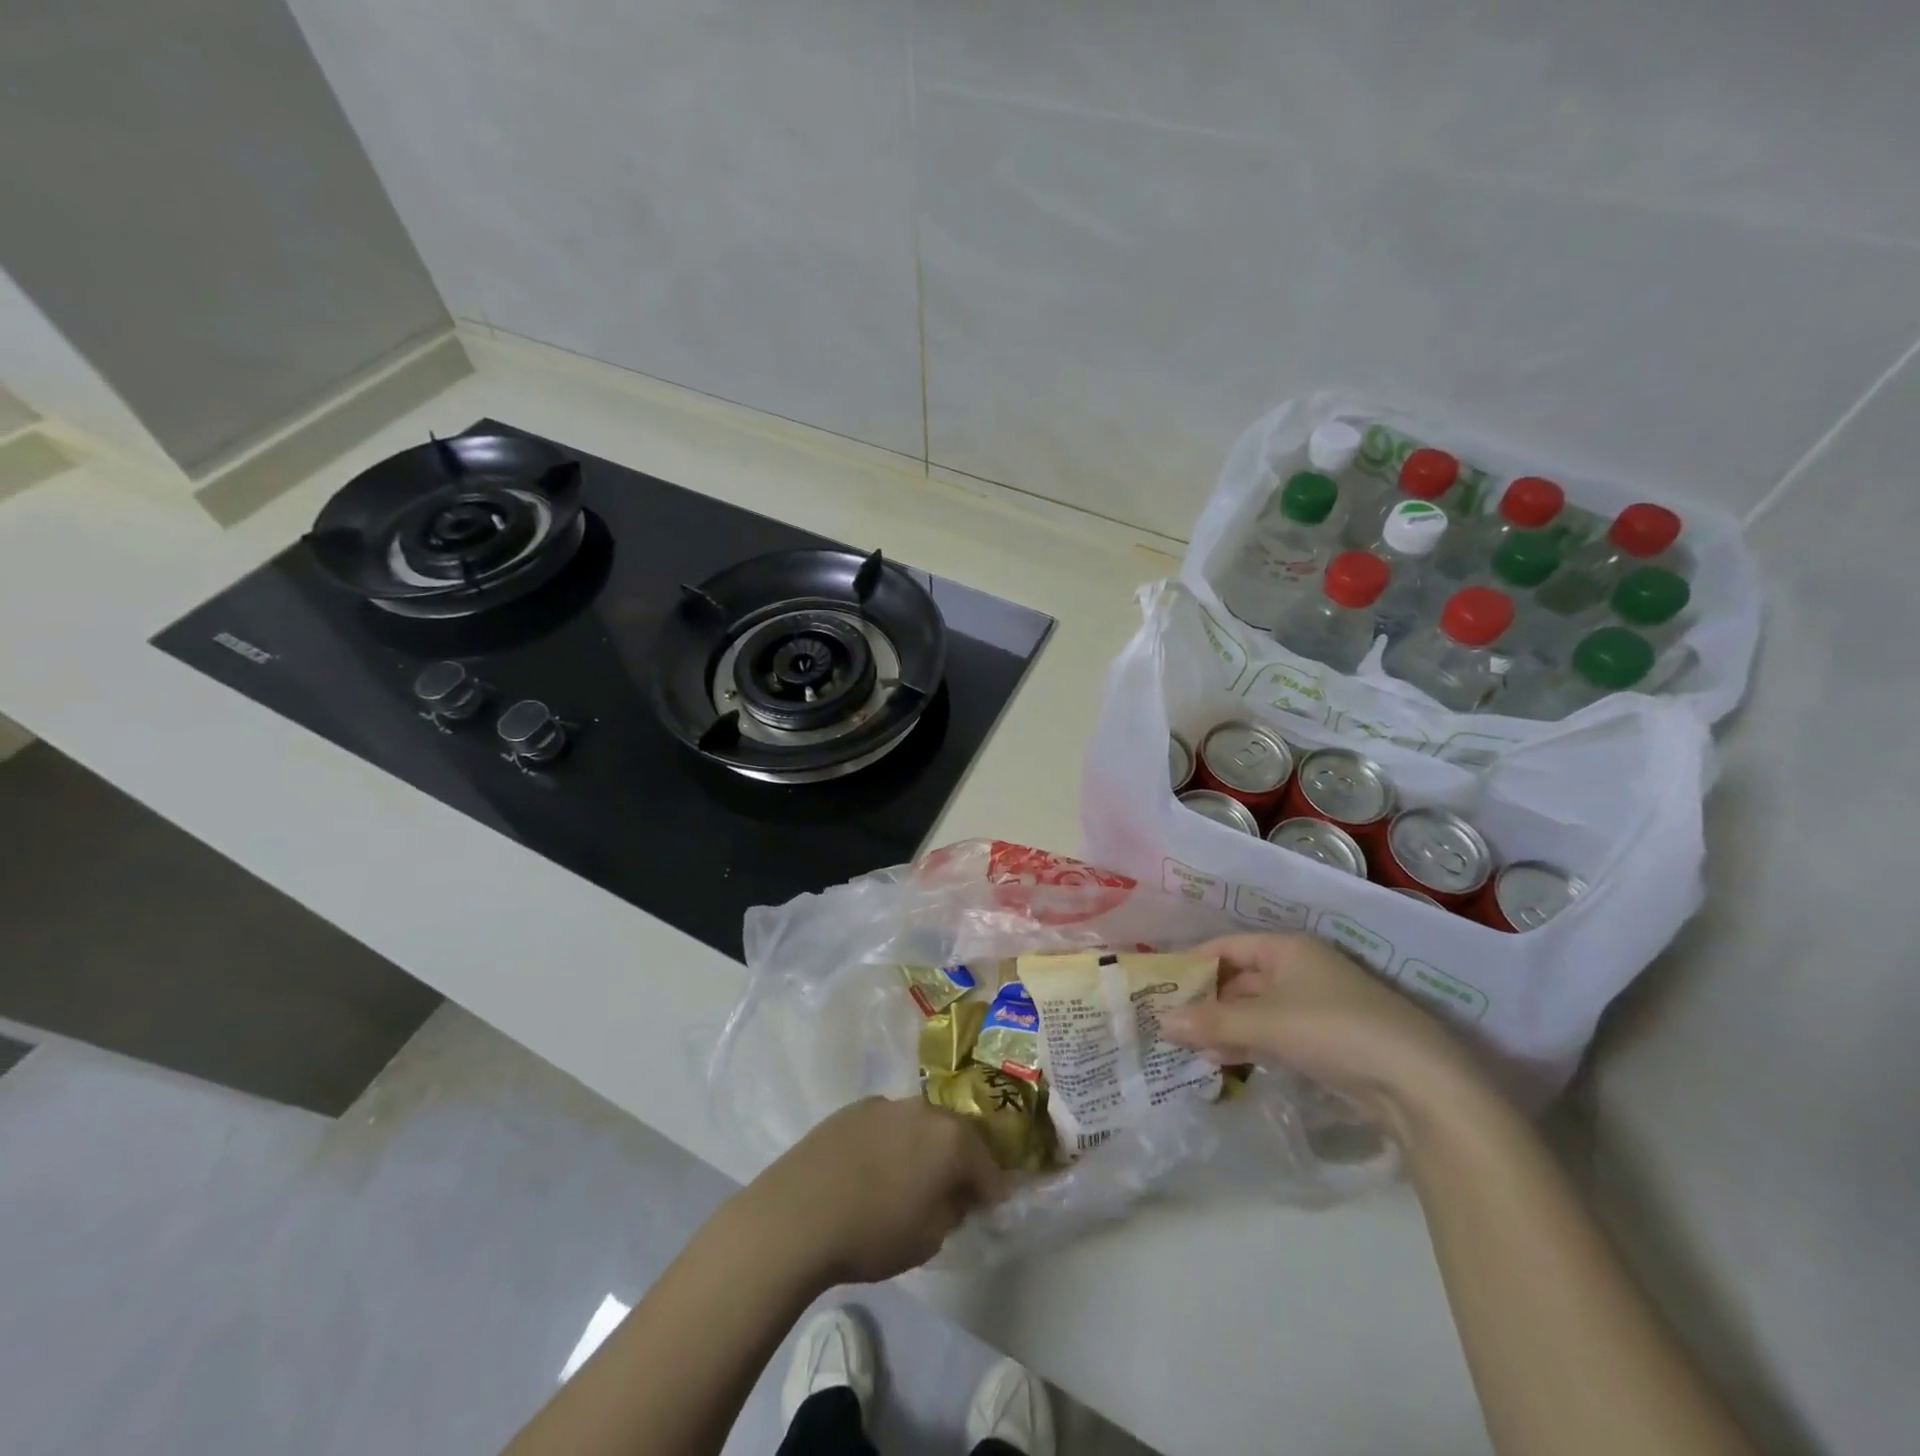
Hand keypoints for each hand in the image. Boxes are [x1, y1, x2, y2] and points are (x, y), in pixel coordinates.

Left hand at [734, 1096, 1007, 1286]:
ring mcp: (885, 1104)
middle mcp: (923, 1109)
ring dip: (922, 1148)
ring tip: (911, 1179)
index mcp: (951, 1138)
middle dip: (959, 1161)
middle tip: (954, 1191)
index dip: (991, 1189)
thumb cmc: (873, 1232)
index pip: (987, 1163)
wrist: (797, 1214)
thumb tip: (956, 1196)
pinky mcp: (852, 1109)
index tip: (989, 1208)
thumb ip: (952, 1211)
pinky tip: (874, 1171)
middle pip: (954, 1134)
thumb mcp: (929, 1238)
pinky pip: (886, 1125)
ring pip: (918, 1125)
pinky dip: (890, 1144)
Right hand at [1160, 933, 1482, 1129]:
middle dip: (1205, 1000)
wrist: (1418, 1084)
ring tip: (1187, 1048)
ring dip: (1223, 1026)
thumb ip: (1211, 1021)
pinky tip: (1222, 1063)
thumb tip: (1160, 1022)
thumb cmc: (1334, 1030)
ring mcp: (1314, 1007)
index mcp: (1288, 949)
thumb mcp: (1266, 1022)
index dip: (1193, 962)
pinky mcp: (1325, 1042)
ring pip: (1254, 1010)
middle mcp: (1300, 970)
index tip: (1160, 983)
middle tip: (1167, 1021)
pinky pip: (1273, 1034)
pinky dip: (1247, 1044)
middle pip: (1239, 979)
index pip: (1227, 946)